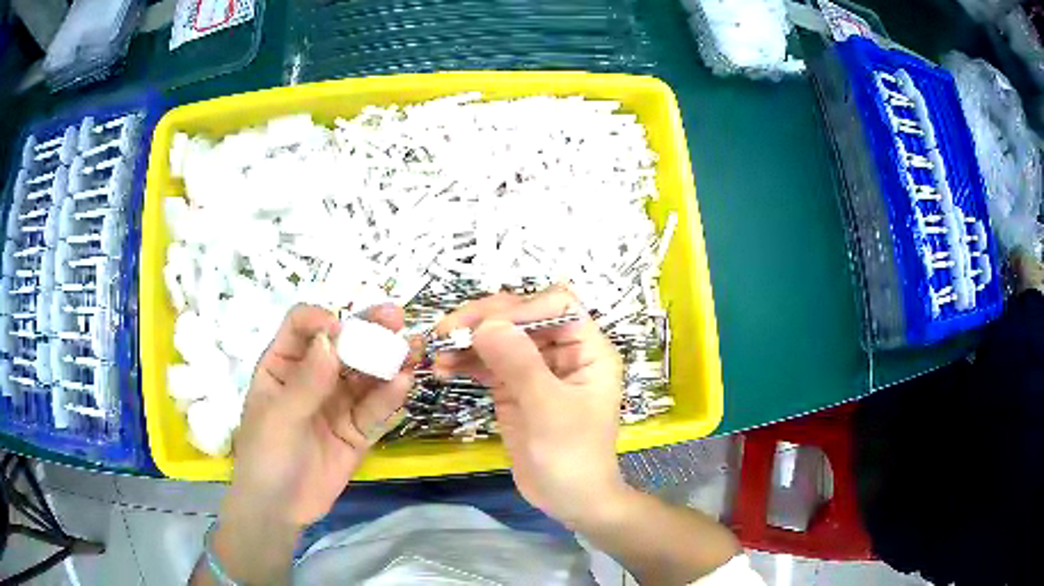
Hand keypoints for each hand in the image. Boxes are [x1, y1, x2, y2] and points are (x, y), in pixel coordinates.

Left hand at [230, 304, 412, 528]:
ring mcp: (336, 404)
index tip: (340, 328)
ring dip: (387, 360)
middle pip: (340, 345)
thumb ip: (306, 382)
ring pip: (363, 375)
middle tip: (395, 318)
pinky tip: (404, 383)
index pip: (302, 328)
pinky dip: (389, 396)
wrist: (280, 510)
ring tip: (413, 349)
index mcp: (283, 366)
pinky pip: (374, 408)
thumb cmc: (265, 456)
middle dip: (366, 330)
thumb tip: (330, 340)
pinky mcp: (356, 430)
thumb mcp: (279, 418)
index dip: (321, 321)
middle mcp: (312, 378)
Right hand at [433, 288, 626, 526]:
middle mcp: (562, 352)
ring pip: (499, 338)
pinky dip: (465, 363)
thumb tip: (486, 324)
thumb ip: (520, 364)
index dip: (520, 308)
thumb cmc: (573, 456)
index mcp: (587, 349)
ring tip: (436, 353)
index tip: (483, 328)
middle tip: (445, 333)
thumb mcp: (549, 410)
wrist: (570, 501)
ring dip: (467, 341)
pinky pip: (488, 364)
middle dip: (483, 321)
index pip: (556, 305)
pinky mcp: (514, 388)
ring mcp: (536, 369)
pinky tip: (442, 369)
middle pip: (521, 316)